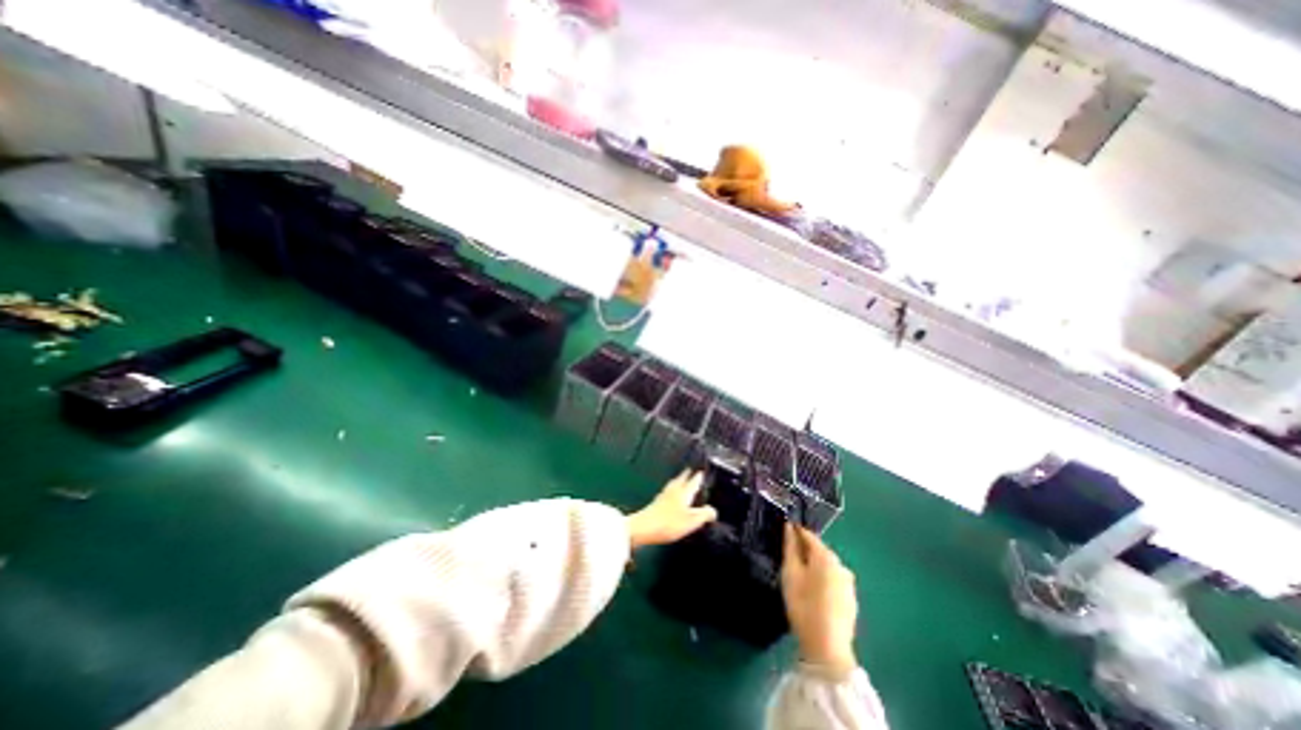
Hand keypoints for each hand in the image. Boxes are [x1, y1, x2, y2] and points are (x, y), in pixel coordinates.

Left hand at [624, 473, 716, 548]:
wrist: (643, 528)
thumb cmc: (669, 523)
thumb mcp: (691, 521)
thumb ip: (704, 514)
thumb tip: (714, 510)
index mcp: (684, 492)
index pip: (694, 480)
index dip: (699, 476)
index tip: (703, 470)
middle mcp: (674, 490)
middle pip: (682, 479)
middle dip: (687, 474)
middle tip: (692, 469)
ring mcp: (664, 495)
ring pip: (674, 484)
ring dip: (679, 480)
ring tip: (682, 479)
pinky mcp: (656, 502)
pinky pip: (668, 491)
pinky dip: (673, 489)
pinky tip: (671, 494)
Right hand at [775, 521, 859, 673]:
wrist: (828, 649)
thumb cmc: (804, 605)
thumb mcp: (790, 573)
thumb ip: (790, 547)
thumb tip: (789, 527)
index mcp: (826, 556)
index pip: (808, 534)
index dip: (795, 531)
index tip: (783, 532)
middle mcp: (841, 564)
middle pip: (819, 550)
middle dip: (804, 550)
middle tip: (788, 556)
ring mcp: (849, 583)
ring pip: (827, 566)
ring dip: (814, 565)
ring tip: (799, 575)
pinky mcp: (851, 600)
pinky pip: (833, 580)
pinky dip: (823, 580)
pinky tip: (813, 592)